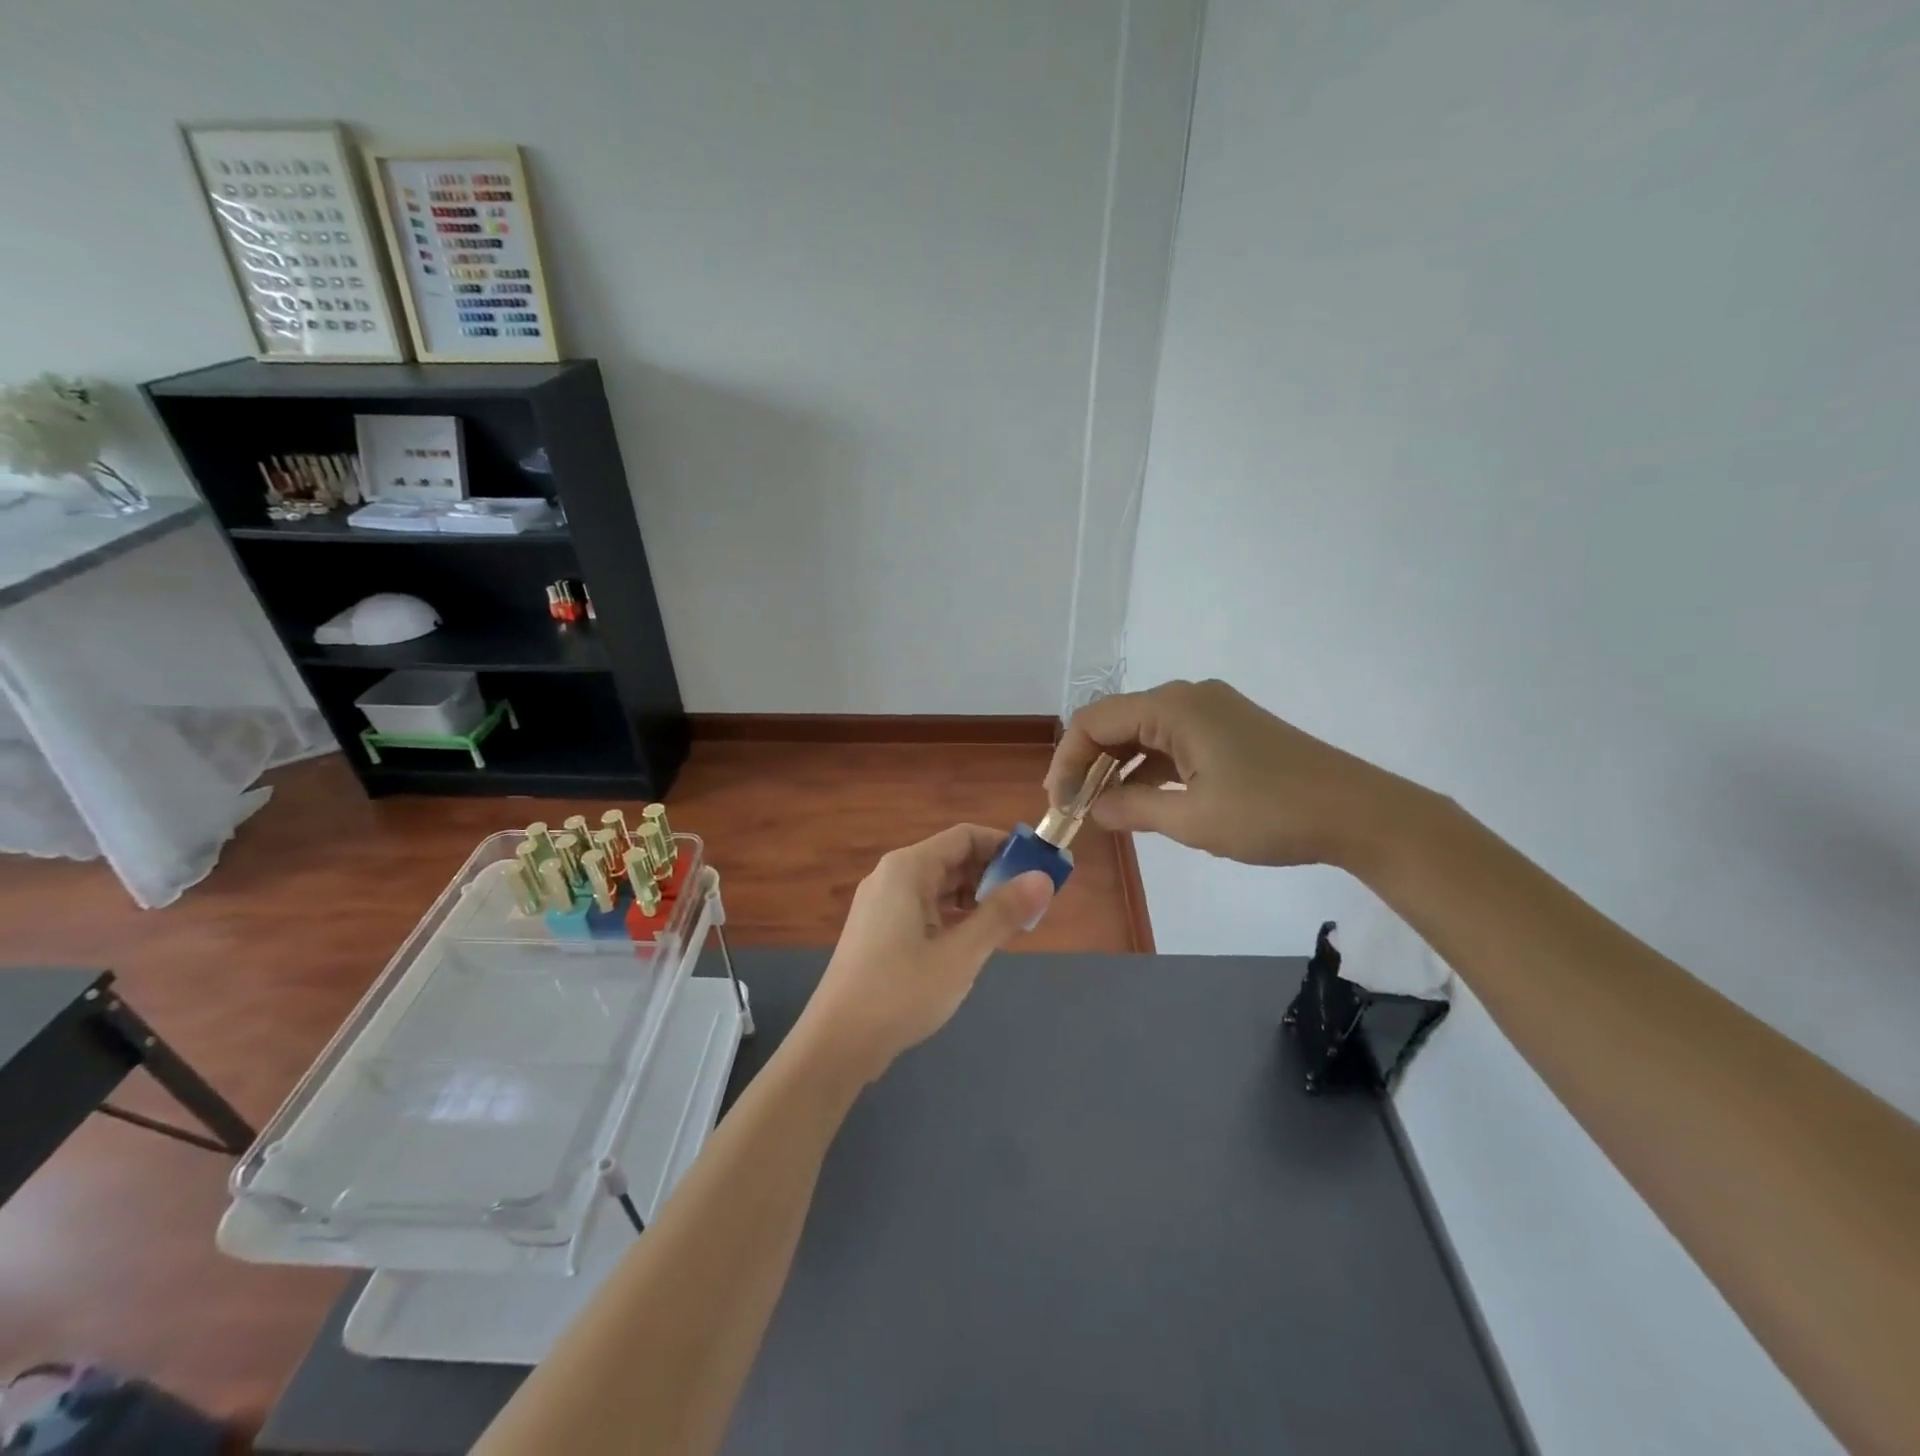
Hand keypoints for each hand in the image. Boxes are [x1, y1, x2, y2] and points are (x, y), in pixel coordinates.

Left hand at [795, 825, 1053, 1083]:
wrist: (837, 1042)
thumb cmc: (901, 991)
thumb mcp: (961, 953)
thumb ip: (1003, 913)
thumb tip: (1043, 878)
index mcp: (908, 868)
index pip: (965, 837)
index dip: (1004, 847)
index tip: (1038, 869)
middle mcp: (893, 876)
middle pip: (952, 859)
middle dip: (993, 876)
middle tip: (1030, 904)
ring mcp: (883, 904)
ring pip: (940, 887)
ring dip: (976, 900)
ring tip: (1008, 926)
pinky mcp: (880, 930)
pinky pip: (926, 909)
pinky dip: (954, 918)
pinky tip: (974, 943)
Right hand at [1047, 679, 1408, 867]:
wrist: (1359, 812)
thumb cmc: (1270, 813)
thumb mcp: (1192, 819)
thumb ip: (1132, 809)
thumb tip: (1092, 809)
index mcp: (1174, 707)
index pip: (1095, 721)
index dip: (1068, 761)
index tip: (1059, 804)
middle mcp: (1188, 698)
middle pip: (1116, 722)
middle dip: (1089, 764)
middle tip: (1074, 809)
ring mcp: (1212, 712)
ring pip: (1143, 733)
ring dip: (1117, 768)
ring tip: (1100, 809)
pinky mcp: (1229, 730)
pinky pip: (1171, 742)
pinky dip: (1149, 769)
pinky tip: (1140, 801)